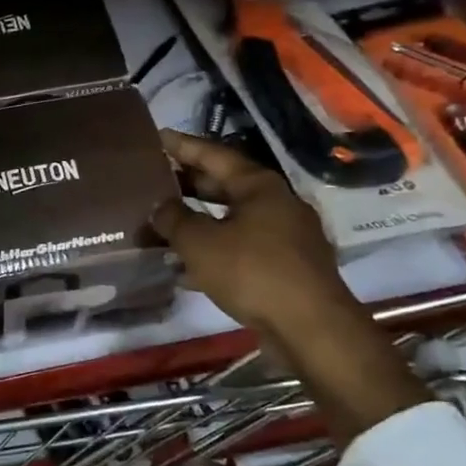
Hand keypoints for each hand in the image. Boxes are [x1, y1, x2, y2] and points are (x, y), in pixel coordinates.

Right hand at [150, 131, 425, 443]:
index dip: (183, 146)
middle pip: (225, 186)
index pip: (214, 154)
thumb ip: (174, 219)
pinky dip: (214, 250)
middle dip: (189, 185)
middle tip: (154, 181)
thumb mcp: (200, 243)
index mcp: (259, 186)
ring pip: (232, 220)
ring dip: (199, 221)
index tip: (157, 138)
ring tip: (163, 223)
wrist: (311, 327)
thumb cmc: (253, 272)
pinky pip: (241, 248)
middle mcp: (276, 203)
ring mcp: (285, 236)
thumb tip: (160, 206)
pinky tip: (186, 266)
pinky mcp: (286, 267)